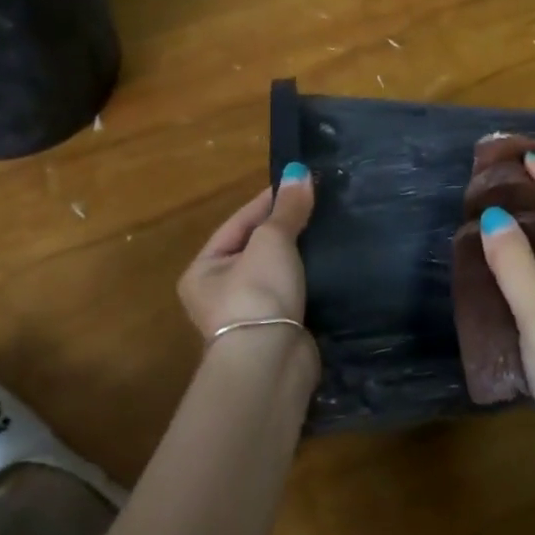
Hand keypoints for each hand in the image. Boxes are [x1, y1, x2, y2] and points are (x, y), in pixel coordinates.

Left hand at [179, 163, 315, 340]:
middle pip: (257, 247)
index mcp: (204, 268)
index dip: (269, 200)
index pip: (239, 222)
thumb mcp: (272, 241)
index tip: (300, 183)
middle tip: (319, 205)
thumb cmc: (257, 293)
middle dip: (287, 228)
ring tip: (329, 229)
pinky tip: (331, 263)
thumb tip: (300, 171)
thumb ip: (287, 208)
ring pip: (278, 271)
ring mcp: (249, 314)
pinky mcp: (277, 330)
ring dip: (300, 254)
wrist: (271, 363)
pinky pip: (294, 292)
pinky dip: (309, 278)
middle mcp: (219, 291)